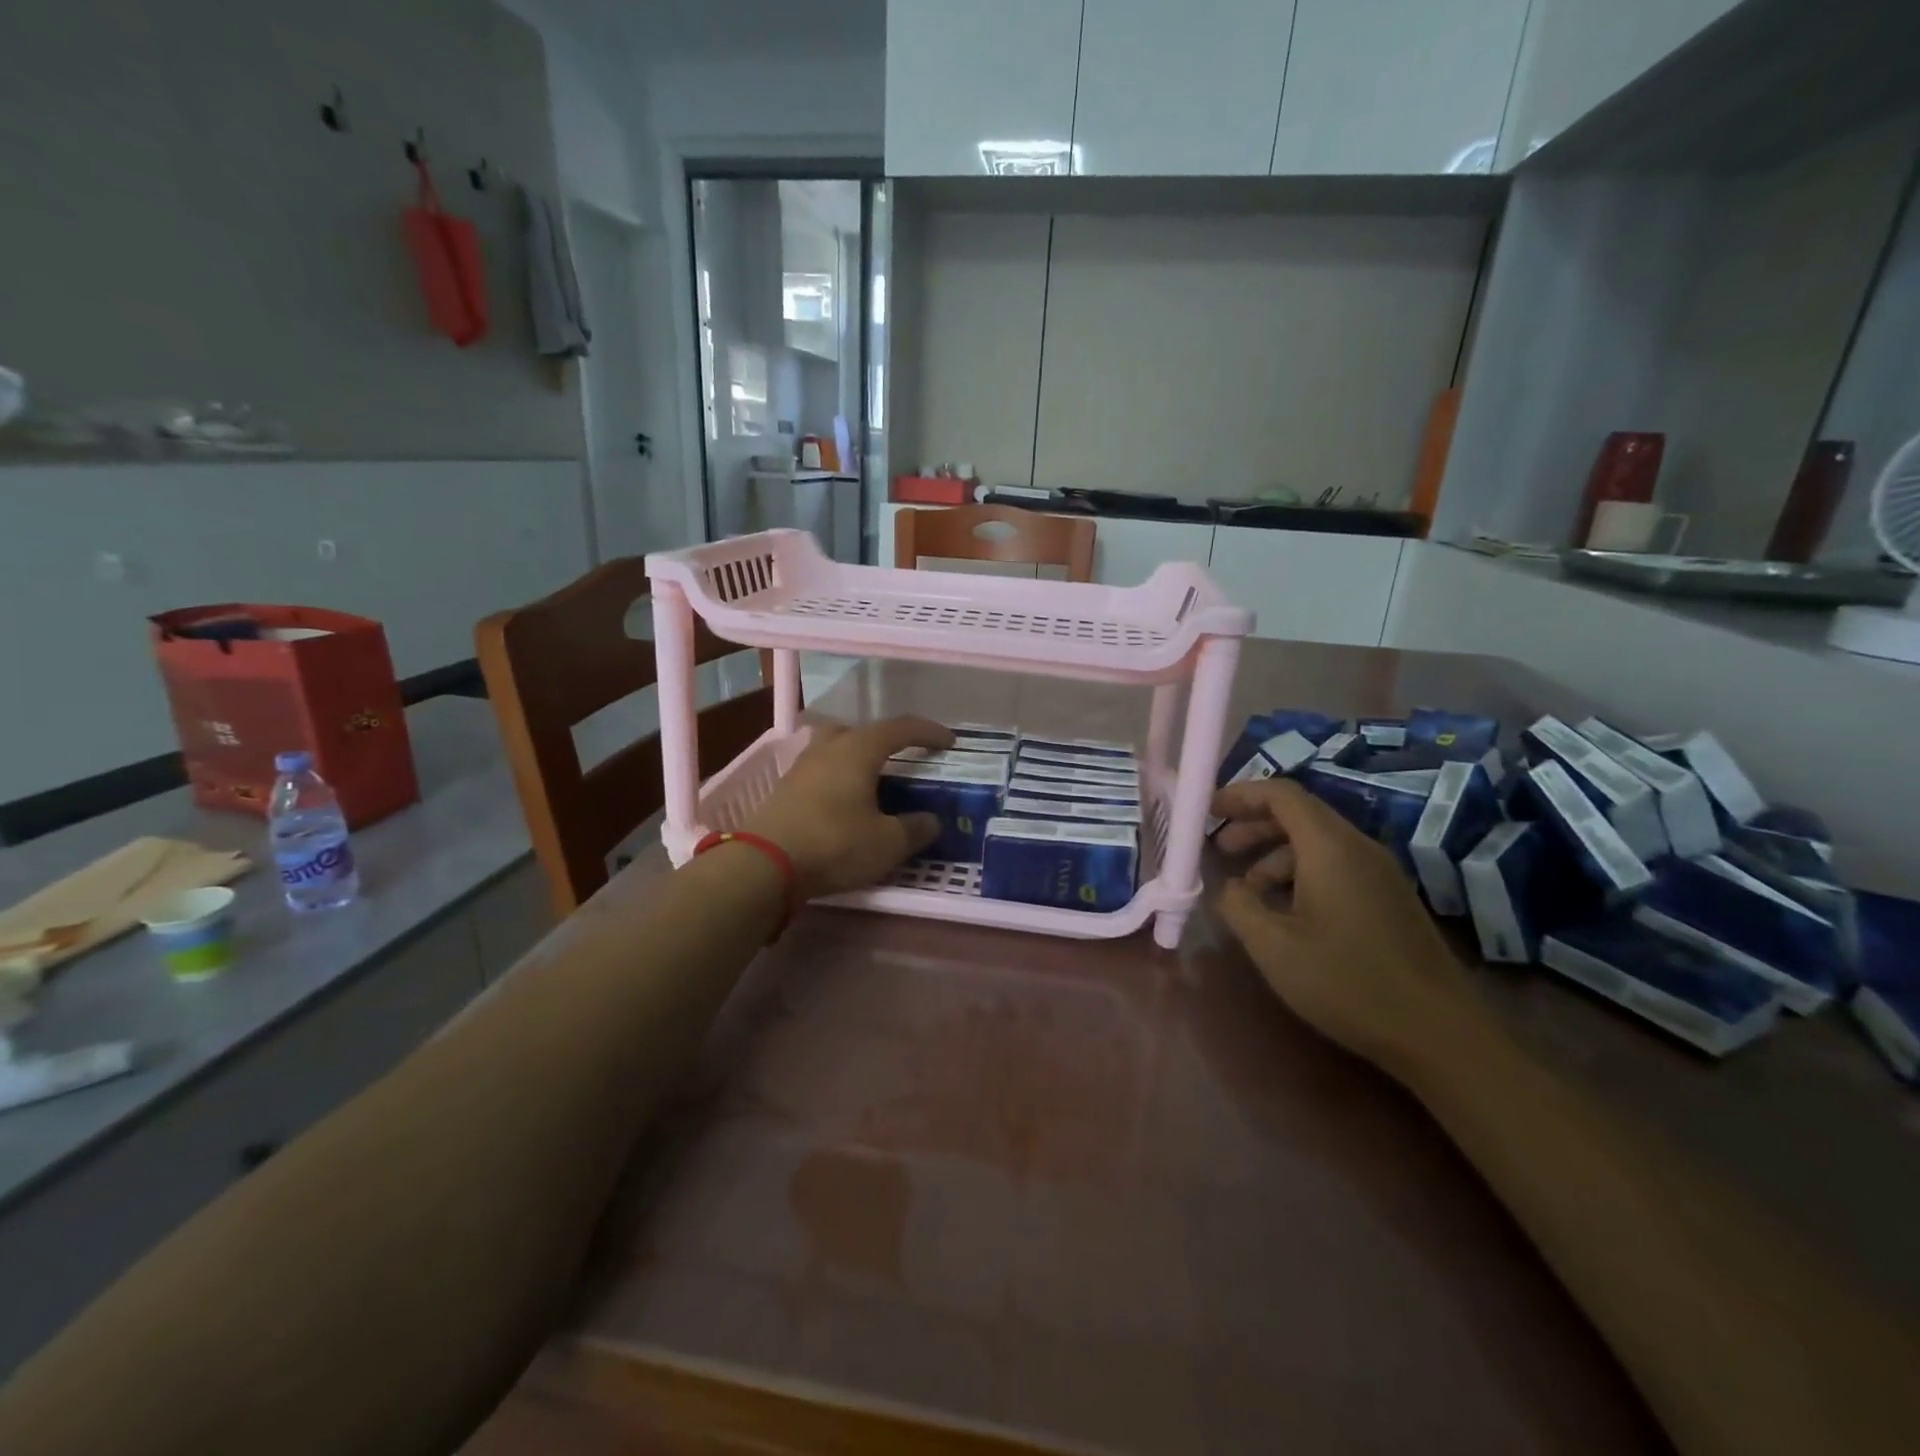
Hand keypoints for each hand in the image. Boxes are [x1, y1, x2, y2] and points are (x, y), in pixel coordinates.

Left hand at [746, 716, 954, 898]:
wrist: (764, 865)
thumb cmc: (834, 844)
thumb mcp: (887, 843)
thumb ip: (915, 829)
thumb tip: (931, 821)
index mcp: (859, 749)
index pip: (901, 728)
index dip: (929, 732)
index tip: (950, 742)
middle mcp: (829, 748)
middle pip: (863, 731)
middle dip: (887, 741)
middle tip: (905, 759)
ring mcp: (802, 766)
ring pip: (837, 748)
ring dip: (859, 758)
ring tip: (874, 781)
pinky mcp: (785, 788)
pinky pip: (822, 770)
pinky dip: (840, 777)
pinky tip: (845, 802)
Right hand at [1209, 778, 1483, 1075]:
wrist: (1439, 1033)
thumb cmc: (1346, 982)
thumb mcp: (1273, 947)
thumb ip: (1238, 906)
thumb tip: (1226, 887)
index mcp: (1330, 847)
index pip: (1281, 794)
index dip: (1241, 794)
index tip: (1208, 811)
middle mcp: (1358, 848)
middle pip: (1299, 814)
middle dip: (1253, 824)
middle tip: (1219, 849)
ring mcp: (1380, 873)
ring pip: (1317, 842)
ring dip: (1274, 854)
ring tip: (1246, 889)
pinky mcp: (1390, 898)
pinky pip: (1337, 865)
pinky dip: (1300, 872)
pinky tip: (1285, 912)